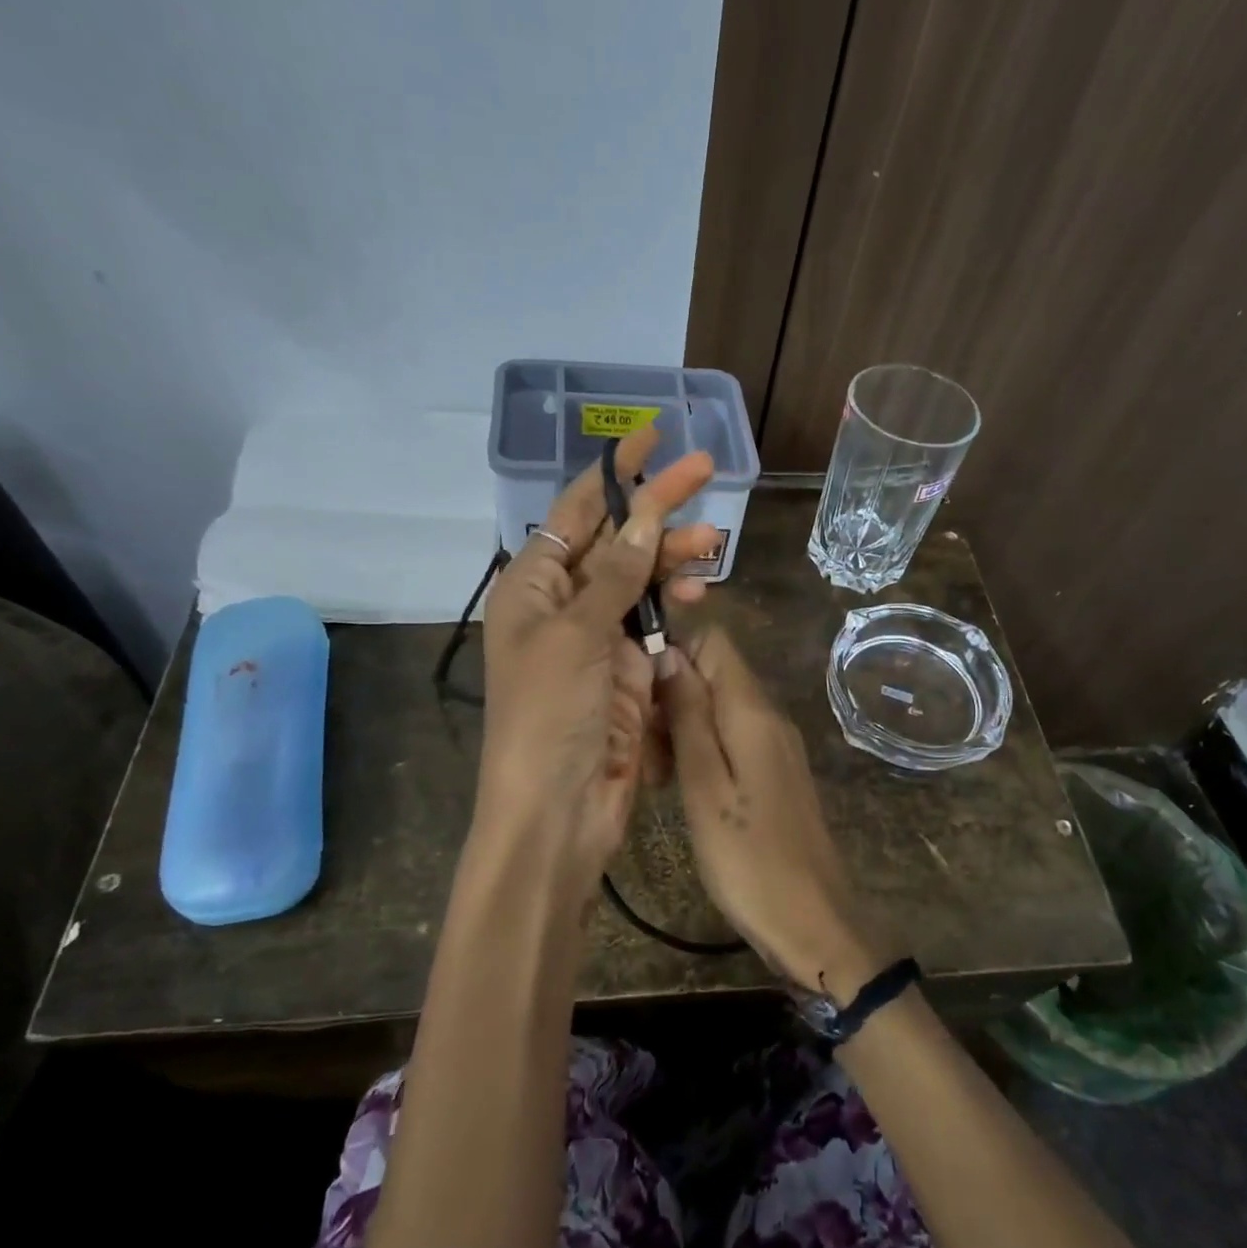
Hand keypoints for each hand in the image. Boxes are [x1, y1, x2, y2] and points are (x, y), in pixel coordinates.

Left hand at [476, 429, 719, 892]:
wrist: (557, 812)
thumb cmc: (548, 718)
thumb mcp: (576, 637)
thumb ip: (614, 576)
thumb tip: (644, 517)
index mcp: (531, 587)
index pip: (575, 513)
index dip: (612, 473)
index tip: (650, 435)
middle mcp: (561, 605)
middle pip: (614, 540)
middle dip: (656, 508)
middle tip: (707, 473)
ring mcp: (596, 639)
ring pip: (640, 580)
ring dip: (672, 558)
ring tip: (714, 544)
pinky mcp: (626, 671)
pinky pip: (653, 622)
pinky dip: (674, 604)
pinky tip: (697, 592)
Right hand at [657, 627, 885, 1000]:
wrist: (814, 921)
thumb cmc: (750, 859)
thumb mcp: (705, 786)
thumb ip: (688, 716)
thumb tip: (669, 654)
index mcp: (753, 710)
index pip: (713, 640)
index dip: (672, 650)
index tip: (638, 689)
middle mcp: (769, 716)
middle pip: (713, 673)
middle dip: (671, 695)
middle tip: (643, 747)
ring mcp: (775, 744)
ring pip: (718, 708)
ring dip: (681, 727)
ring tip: (657, 775)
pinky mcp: (774, 772)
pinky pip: (732, 739)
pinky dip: (701, 750)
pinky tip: (681, 787)